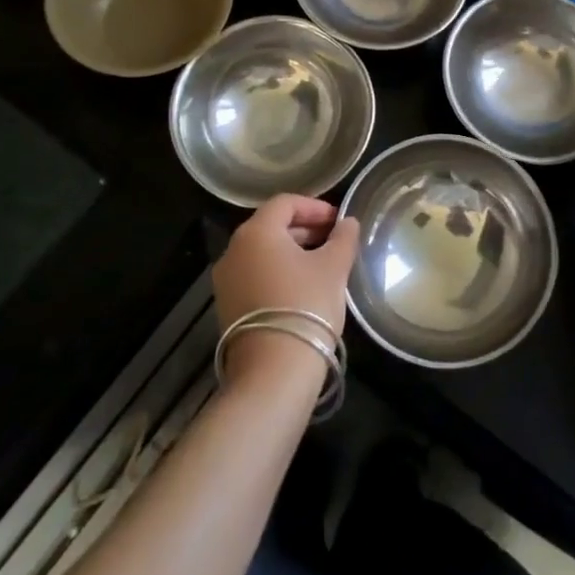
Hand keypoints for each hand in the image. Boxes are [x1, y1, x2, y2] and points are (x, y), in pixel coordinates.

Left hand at [212, 195, 359, 387]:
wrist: (273, 372)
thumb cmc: (306, 305)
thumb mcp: (334, 267)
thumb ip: (343, 238)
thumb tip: (348, 222)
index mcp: (256, 232)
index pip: (285, 203)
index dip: (315, 207)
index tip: (339, 220)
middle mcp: (233, 250)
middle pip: (271, 226)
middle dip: (305, 228)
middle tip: (334, 239)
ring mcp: (226, 281)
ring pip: (262, 252)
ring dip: (292, 251)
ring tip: (322, 264)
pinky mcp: (227, 307)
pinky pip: (255, 275)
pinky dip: (278, 272)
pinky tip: (302, 287)